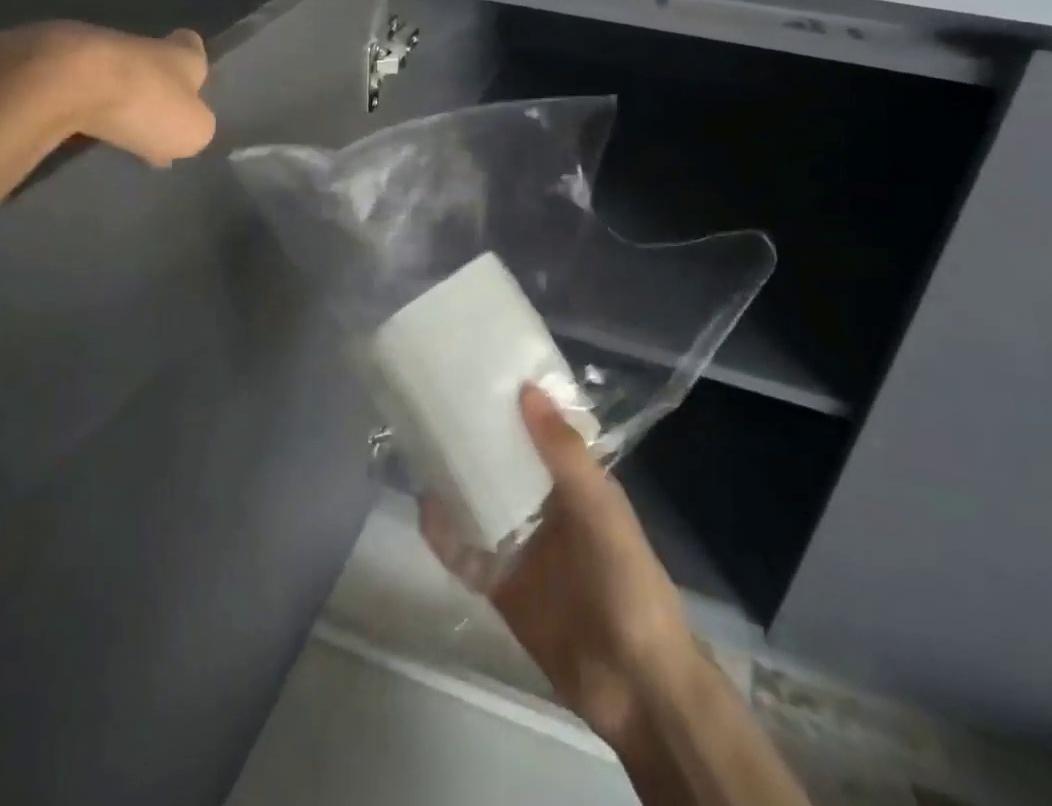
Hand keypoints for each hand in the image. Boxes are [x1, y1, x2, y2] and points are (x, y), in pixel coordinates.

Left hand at [0, 21, 214, 166]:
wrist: (60, 80)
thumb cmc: (142, 103)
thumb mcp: (192, 130)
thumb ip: (195, 126)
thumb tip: (184, 126)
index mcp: (179, 54)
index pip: (193, 46)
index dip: (192, 64)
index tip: (189, 85)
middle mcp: (137, 42)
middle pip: (148, 60)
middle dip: (146, 86)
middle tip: (145, 121)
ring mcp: (87, 46)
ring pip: (105, 70)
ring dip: (105, 93)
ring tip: (103, 129)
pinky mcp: (43, 58)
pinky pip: (65, 82)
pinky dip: (67, 101)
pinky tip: (64, 127)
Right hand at [422, 386, 695, 751]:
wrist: (633, 683)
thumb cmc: (626, 579)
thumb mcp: (599, 508)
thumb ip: (563, 453)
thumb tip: (527, 389)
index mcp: (575, 481)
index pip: (540, 428)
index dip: (514, 400)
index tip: (478, 367)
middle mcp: (545, 505)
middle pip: (504, 462)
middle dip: (475, 437)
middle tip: (433, 400)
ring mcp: (522, 545)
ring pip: (481, 501)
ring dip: (455, 480)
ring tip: (418, 445)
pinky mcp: (503, 584)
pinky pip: (467, 552)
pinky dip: (445, 534)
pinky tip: (424, 511)